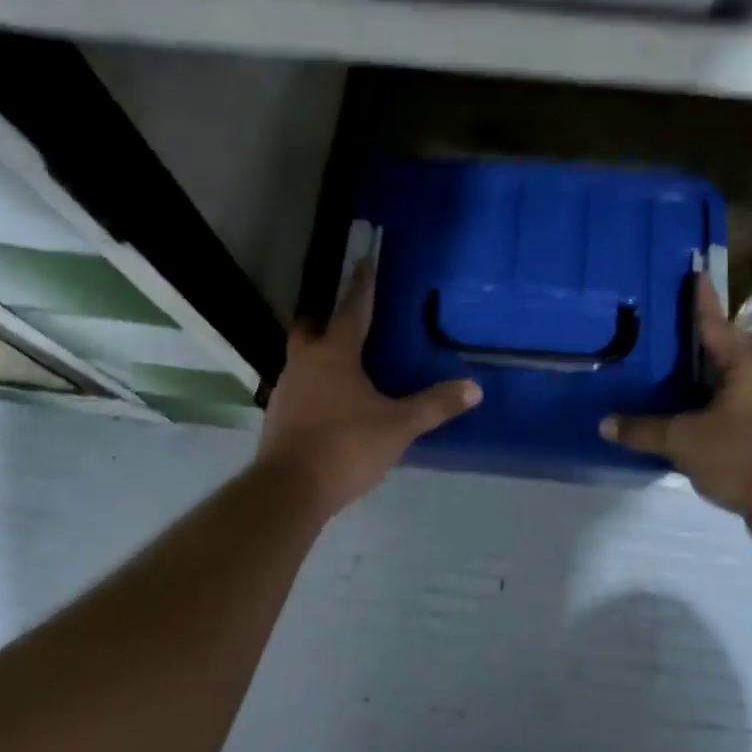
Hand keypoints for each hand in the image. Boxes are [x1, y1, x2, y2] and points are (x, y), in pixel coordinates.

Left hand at [257, 258, 480, 517]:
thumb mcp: (398, 426)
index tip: (363, 262)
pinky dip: (312, 386)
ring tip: (342, 365)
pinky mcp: (277, 416)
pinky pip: (297, 388)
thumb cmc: (346, 446)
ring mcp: (285, 390)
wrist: (290, 489)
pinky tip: (329, 404)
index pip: (351, 309)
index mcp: (334, 355)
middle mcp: (304, 363)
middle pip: (310, 328)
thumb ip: (434, 405)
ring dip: (318, 355)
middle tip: (346, 321)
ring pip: (301, 359)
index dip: (361, 286)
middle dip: (326, 319)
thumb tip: (474, 388)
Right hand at [600, 279, 751, 533]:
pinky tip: (684, 419)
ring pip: (728, 384)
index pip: (715, 324)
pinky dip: (707, 410)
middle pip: (725, 351)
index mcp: (744, 366)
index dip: (701, 301)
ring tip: (669, 375)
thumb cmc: (743, 454)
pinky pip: (730, 412)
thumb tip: (605, 423)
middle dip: (699, 341)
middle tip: (668, 330)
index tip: (695, 275)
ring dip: (703, 379)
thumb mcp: (685, 440)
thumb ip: (645, 430)